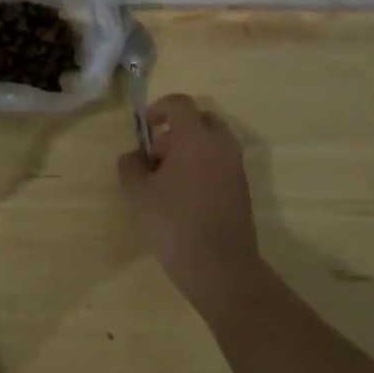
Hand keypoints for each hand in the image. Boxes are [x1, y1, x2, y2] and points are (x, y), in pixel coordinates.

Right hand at [117, 94, 261, 314]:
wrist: (219, 268)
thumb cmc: (172, 222)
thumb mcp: (136, 191)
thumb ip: (131, 165)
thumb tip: (137, 158)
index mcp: (195, 139)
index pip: (180, 104)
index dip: (158, 108)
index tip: (144, 128)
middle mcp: (221, 147)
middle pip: (201, 120)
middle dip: (177, 129)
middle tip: (157, 155)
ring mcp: (236, 169)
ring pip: (213, 143)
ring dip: (190, 150)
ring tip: (167, 179)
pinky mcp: (242, 190)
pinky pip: (220, 163)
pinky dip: (202, 167)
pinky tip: (184, 197)